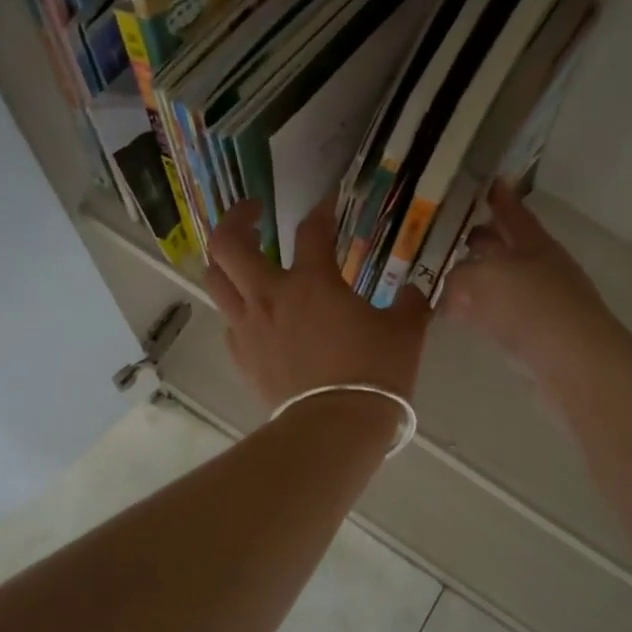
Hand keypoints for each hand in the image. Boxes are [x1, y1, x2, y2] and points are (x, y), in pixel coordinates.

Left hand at [205, 197, 430, 410]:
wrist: (334, 428)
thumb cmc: (372, 374)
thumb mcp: (405, 333)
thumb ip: (410, 303)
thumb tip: (416, 291)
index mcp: (312, 282)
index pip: (311, 230)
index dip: (321, 210)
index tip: (327, 203)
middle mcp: (270, 295)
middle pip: (228, 243)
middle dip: (236, 218)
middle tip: (254, 213)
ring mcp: (248, 326)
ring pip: (214, 278)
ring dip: (225, 260)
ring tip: (241, 258)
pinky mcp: (240, 356)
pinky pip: (228, 319)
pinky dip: (237, 307)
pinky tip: (255, 313)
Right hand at [440, 181, 621, 375]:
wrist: (576, 363)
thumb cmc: (531, 306)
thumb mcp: (485, 278)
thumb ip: (460, 276)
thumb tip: (450, 287)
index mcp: (533, 243)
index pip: (513, 213)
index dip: (500, 198)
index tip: (489, 182)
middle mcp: (539, 267)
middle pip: (506, 247)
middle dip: (482, 239)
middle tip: (451, 234)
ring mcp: (540, 301)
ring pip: (501, 281)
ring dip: (477, 278)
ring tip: (447, 277)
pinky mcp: (536, 334)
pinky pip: (500, 313)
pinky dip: (480, 310)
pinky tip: (462, 316)